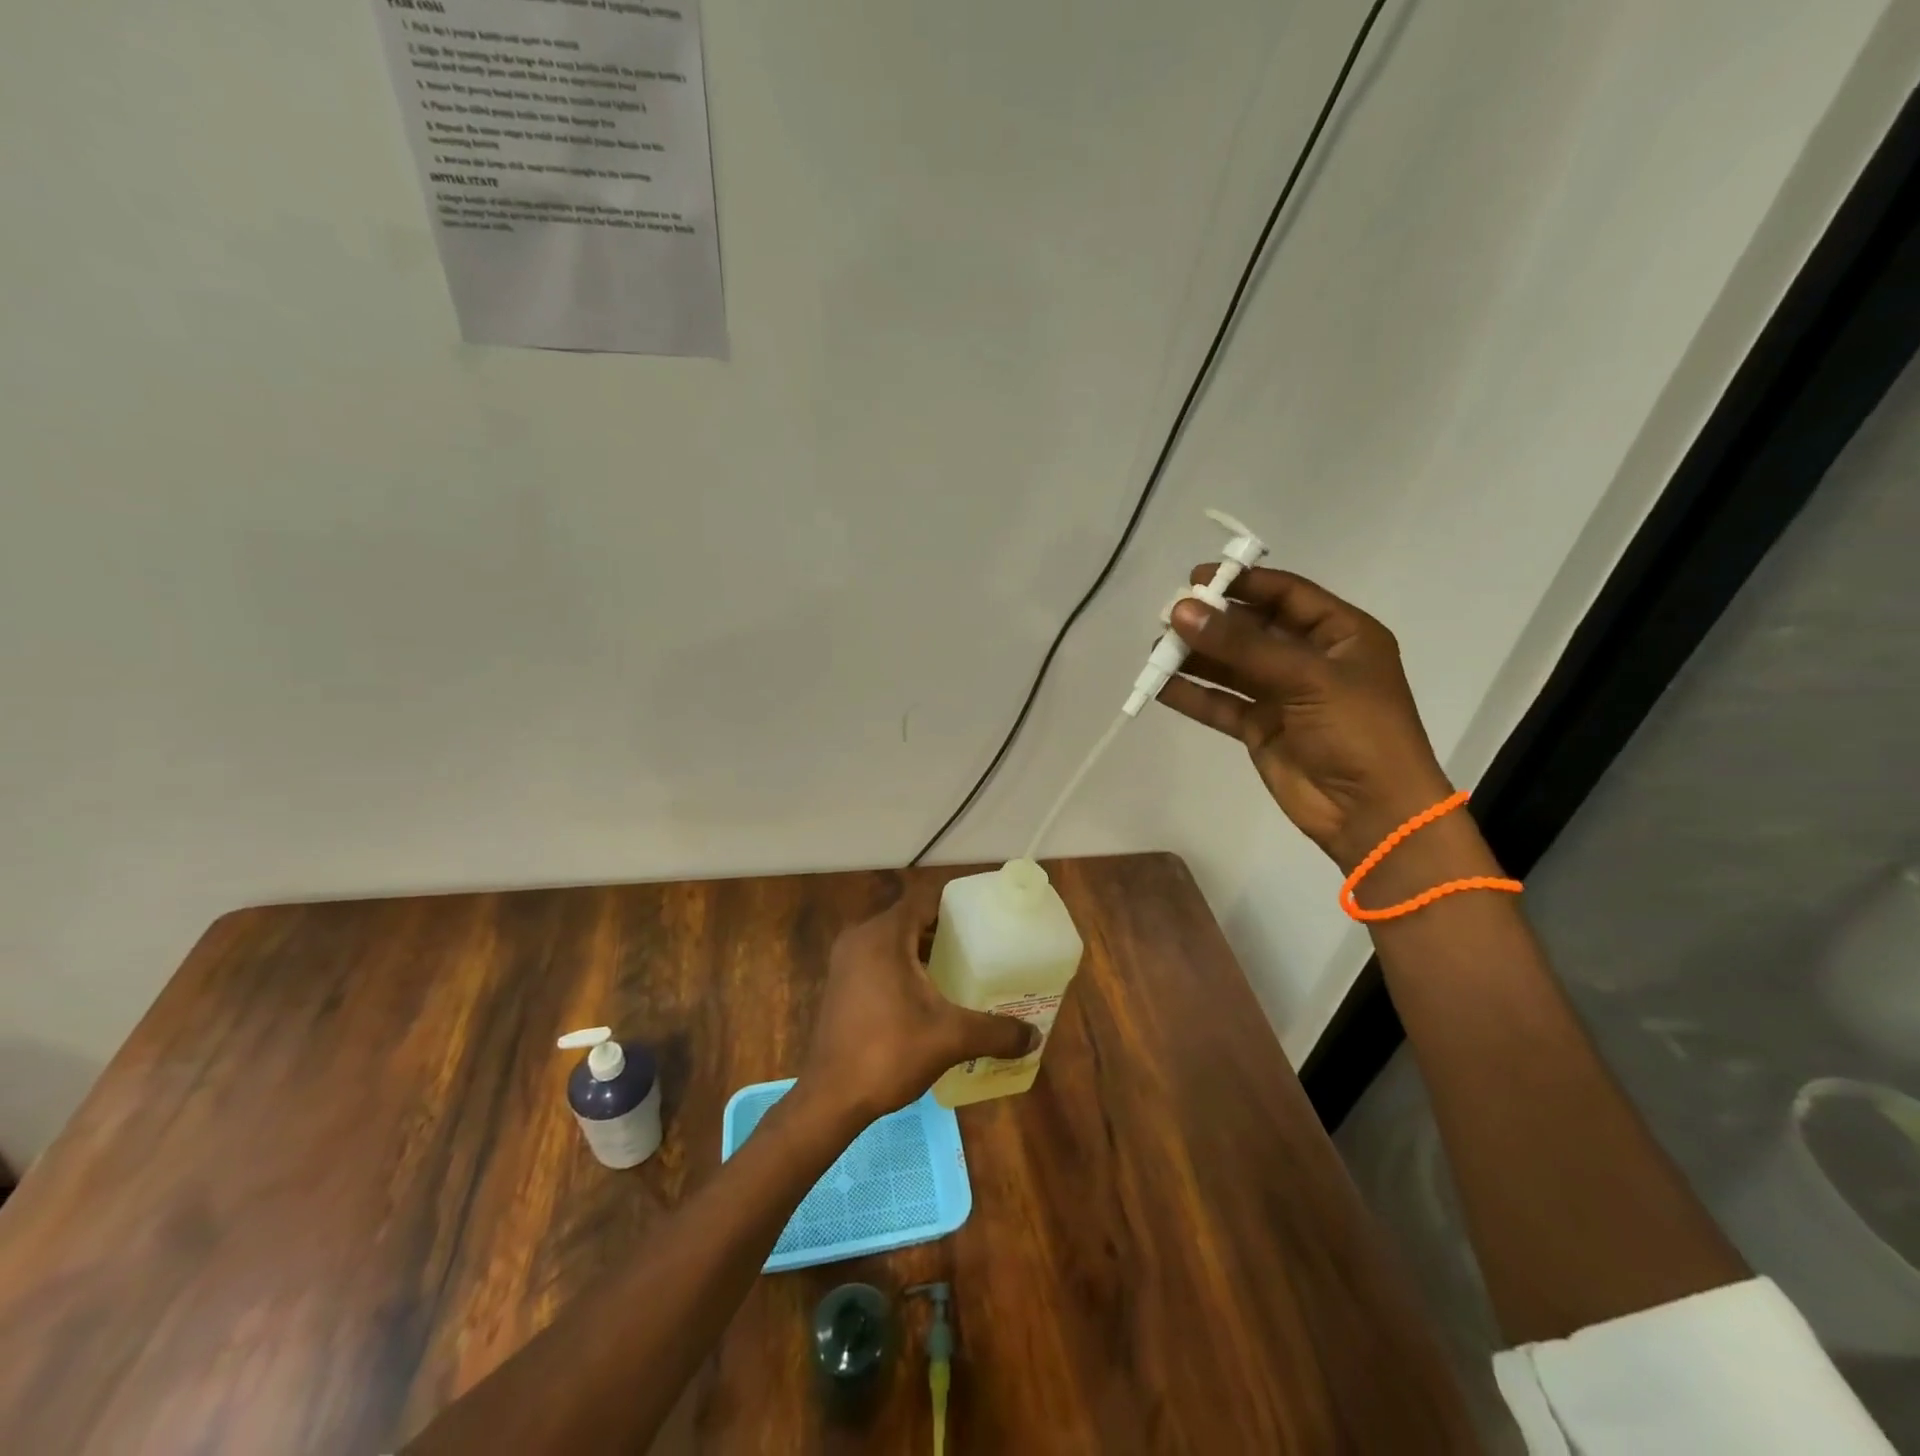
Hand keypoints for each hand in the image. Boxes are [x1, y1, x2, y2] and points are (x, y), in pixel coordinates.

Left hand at [798, 883, 1038, 1123]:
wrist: (830, 1098)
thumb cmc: (889, 1052)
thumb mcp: (950, 1038)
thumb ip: (995, 1032)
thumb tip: (1034, 1036)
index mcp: (883, 935)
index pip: (924, 900)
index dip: (956, 906)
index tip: (985, 920)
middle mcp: (860, 939)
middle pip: (910, 920)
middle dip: (945, 932)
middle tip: (981, 948)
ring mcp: (845, 963)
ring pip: (894, 942)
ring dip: (924, 952)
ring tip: (961, 971)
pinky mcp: (841, 986)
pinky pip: (879, 961)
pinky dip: (904, 969)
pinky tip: (929, 997)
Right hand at [1159, 567, 1455, 870]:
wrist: (1371, 813)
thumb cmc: (1358, 731)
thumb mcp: (1306, 677)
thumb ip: (1241, 645)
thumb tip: (1181, 611)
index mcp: (1340, 634)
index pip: (1286, 595)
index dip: (1243, 583)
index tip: (1196, 578)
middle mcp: (1310, 659)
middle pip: (1253, 629)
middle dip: (1212, 622)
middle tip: (1168, 615)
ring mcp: (1284, 695)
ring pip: (1232, 667)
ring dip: (1196, 657)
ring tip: (1156, 649)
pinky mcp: (1261, 728)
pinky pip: (1221, 703)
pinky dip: (1193, 695)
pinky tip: (1161, 686)